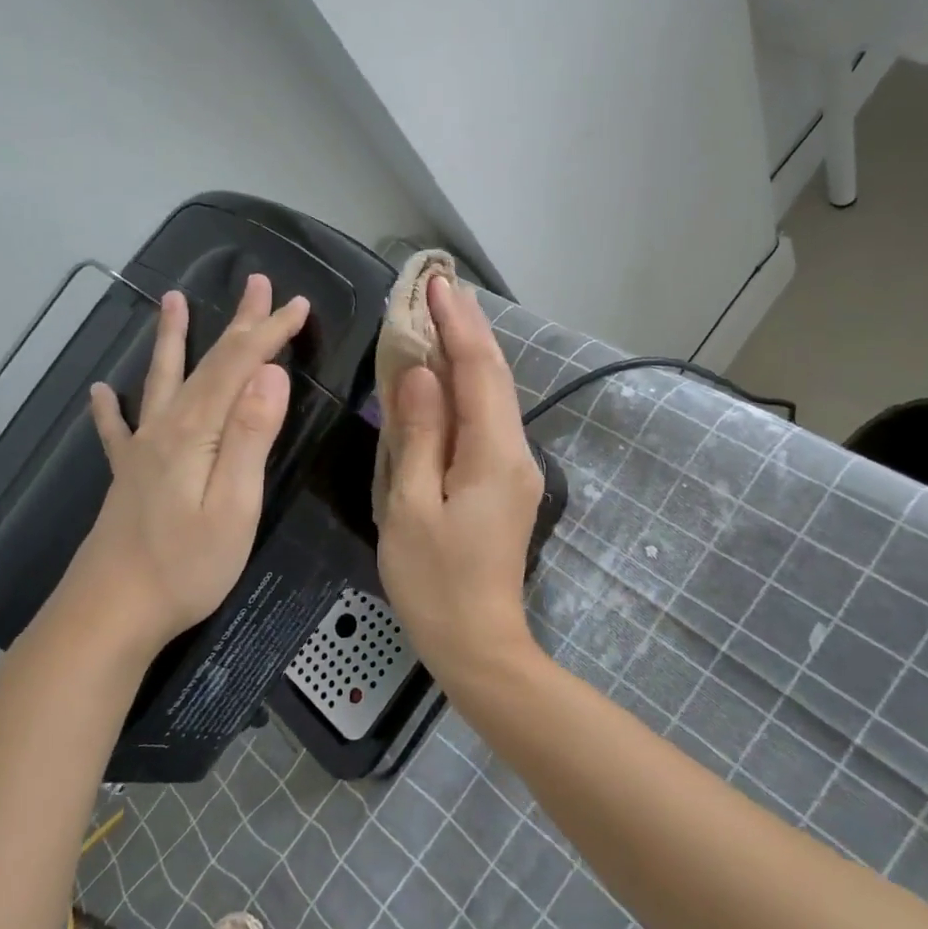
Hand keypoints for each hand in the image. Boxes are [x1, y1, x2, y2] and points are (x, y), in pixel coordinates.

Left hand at [49, 274, 308, 657]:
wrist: (109, 614)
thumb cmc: (185, 566)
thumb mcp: (234, 504)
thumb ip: (251, 436)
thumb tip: (270, 374)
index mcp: (197, 432)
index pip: (238, 366)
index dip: (269, 332)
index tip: (299, 305)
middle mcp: (166, 428)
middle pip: (206, 363)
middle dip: (237, 323)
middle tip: (257, 282)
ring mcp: (142, 452)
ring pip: (161, 381)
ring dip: (172, 339)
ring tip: (171, 300)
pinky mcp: (128, 478)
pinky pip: (118, 430)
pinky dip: (110, 407)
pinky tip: (100, 391)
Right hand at [377, 276, 544, 680]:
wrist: (479, 645)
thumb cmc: (435, 582)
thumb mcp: (411, 507)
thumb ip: (418, 435)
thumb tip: (419, 375)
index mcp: (494, 455)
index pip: (478, 371)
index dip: (457, 324)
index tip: (436, 284)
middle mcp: (515, 453)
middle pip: (495, 376)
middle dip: (468, 328)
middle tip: (439, 287)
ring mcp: (516, 469)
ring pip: (494, 397)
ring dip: (469, 354)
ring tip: (442, 317)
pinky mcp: (506, 484)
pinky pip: (487, 422)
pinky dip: (467, 389)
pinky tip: (446, 377)